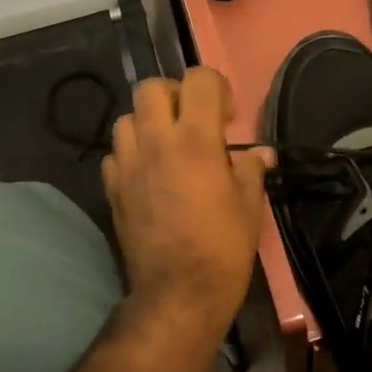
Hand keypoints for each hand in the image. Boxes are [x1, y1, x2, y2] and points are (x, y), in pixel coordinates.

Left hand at [103, 68, 268, 336]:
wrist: (179, 291)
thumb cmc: (223, 247)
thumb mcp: (249, 205)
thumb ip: (251, 169)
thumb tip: (260, 153)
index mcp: (195, 139)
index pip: (199, 80)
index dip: (216, 87)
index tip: (227, 118)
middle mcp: (156, 141)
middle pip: (151, 87)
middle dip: (174, 95)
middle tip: (192, 121)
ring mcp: (128, 164)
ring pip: (126, 118)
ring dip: (148, 123)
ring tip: (167, 147)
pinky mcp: (111, 188)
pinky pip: (115, 154)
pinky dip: (131, 154)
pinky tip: (148, 174)